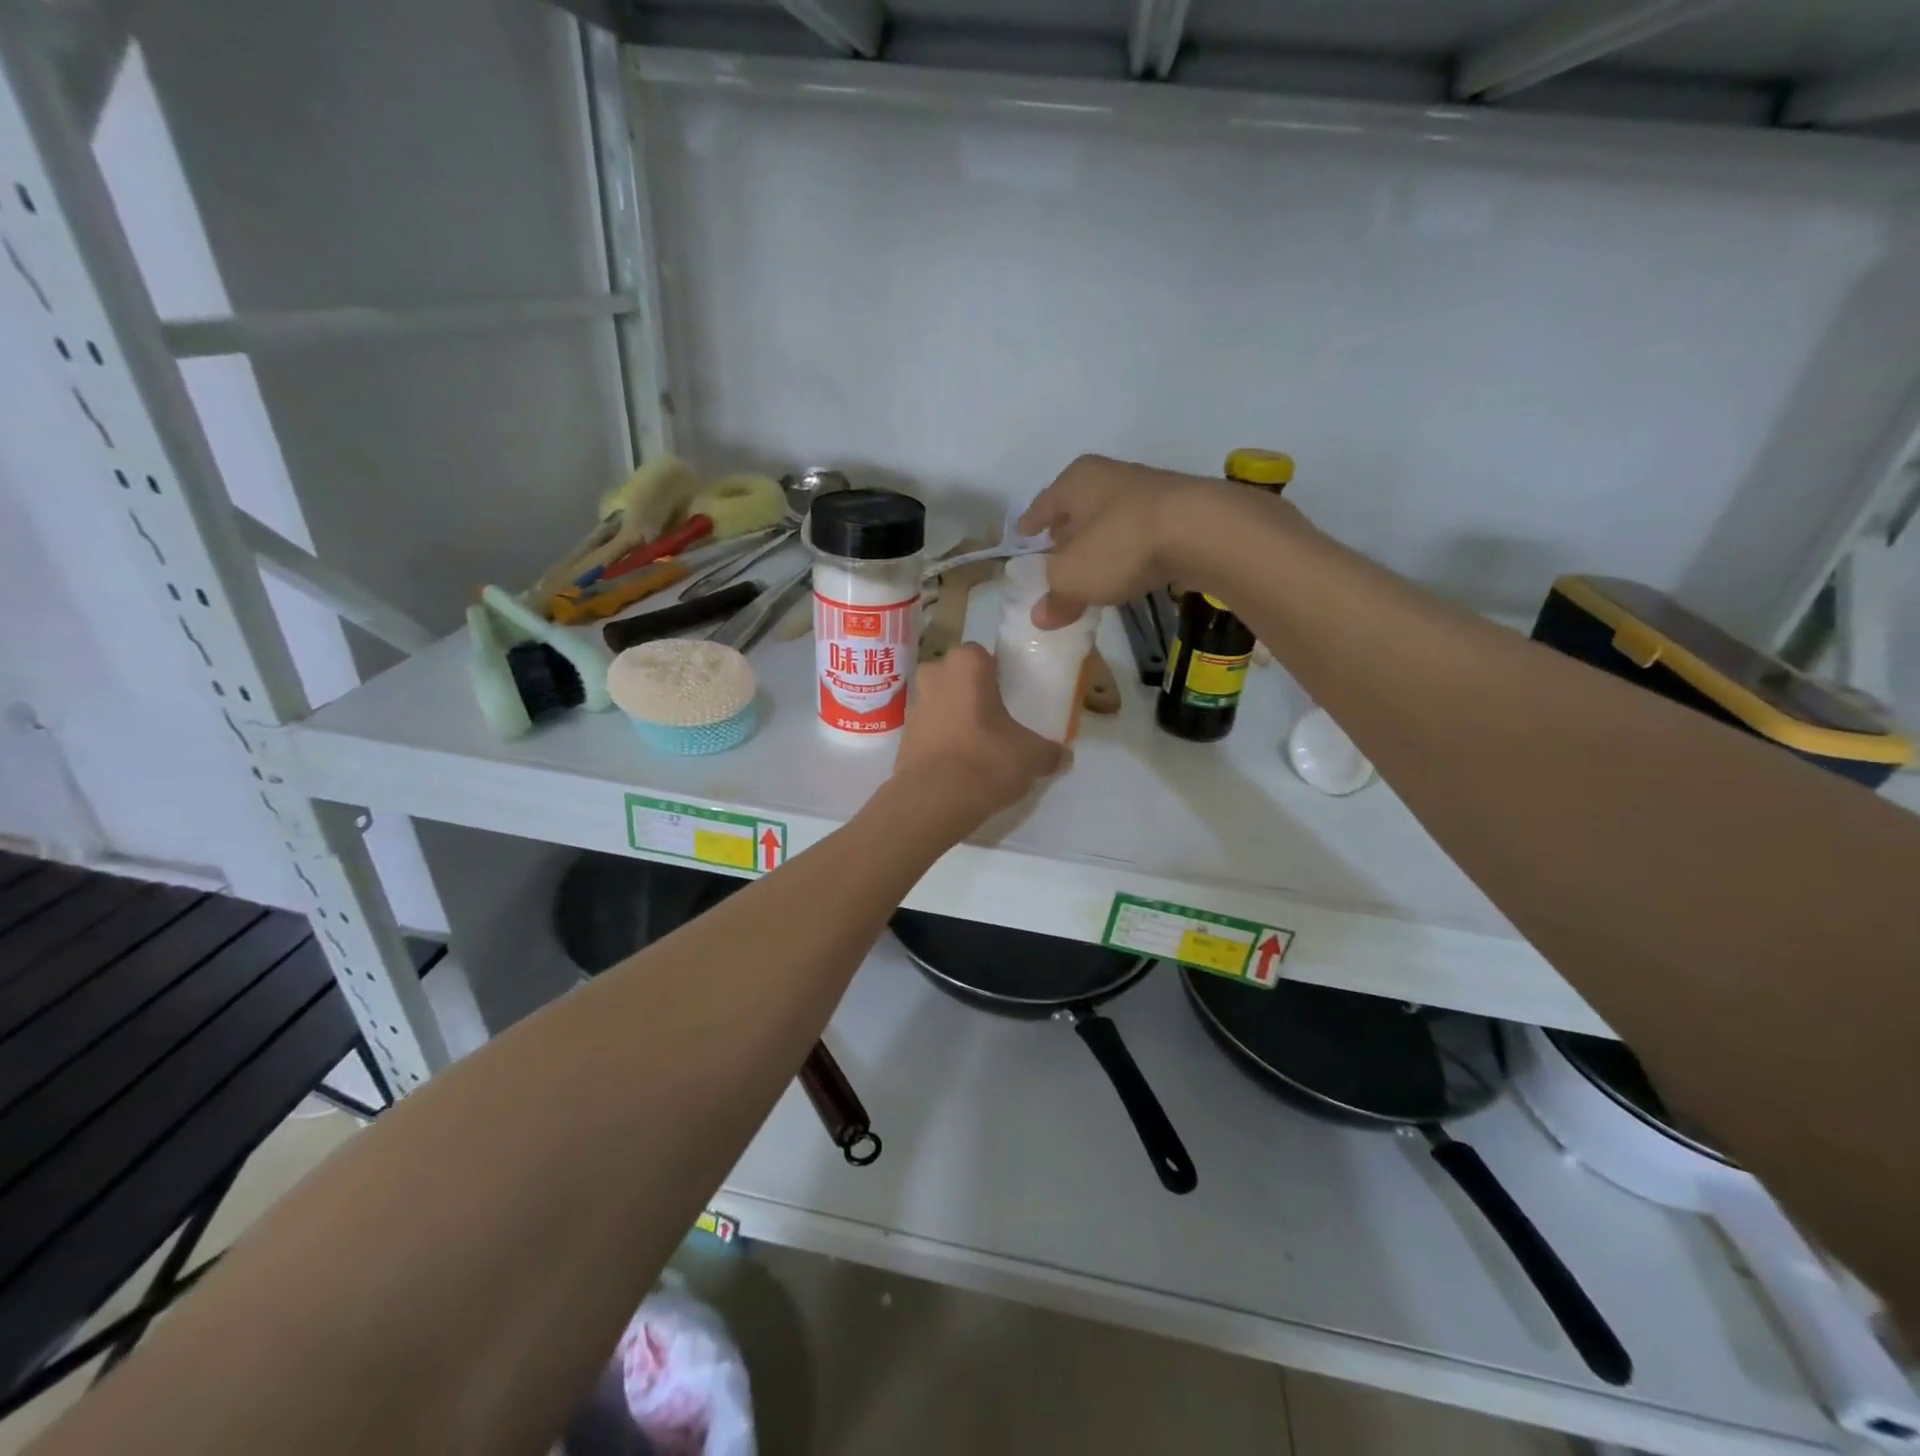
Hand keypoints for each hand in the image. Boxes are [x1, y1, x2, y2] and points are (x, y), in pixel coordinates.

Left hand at [894, 644, 1065, 825]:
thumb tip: (1063, 757)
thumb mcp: (1032, 756)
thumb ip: (1050, 752)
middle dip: (972, 693)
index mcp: (966, 664)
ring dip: (955, 716)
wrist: (934, 800)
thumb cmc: (987, 760)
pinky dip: (942, 740)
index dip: (996, 674)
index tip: (1010, 696)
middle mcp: (934, 674)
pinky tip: (958, 764)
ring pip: (940, 702)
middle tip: (995, 719)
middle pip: (957, 677)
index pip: (982, 655)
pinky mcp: (902, 736)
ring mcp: (913, 705)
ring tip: (978, 745)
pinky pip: (929, 729)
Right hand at [1017, 455, 1220, 628]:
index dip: (1030, 523)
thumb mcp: (1073, 579)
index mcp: (1076, 481)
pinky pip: (1138, 534)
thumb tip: (1040, 617)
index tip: (1021, 535)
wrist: (1203, 531)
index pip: (1043, 504)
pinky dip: (1128, 551)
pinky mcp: (1180, 512)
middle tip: (1054, 556)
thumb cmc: (1120, 544)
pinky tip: (1128, 570)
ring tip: (1091, 568)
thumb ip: (1054, 597)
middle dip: (1066, 533)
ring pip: (1110, 520)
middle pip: (1078, 509)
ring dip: (1099, 543)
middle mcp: (1110, 477)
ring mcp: (1149, 492)